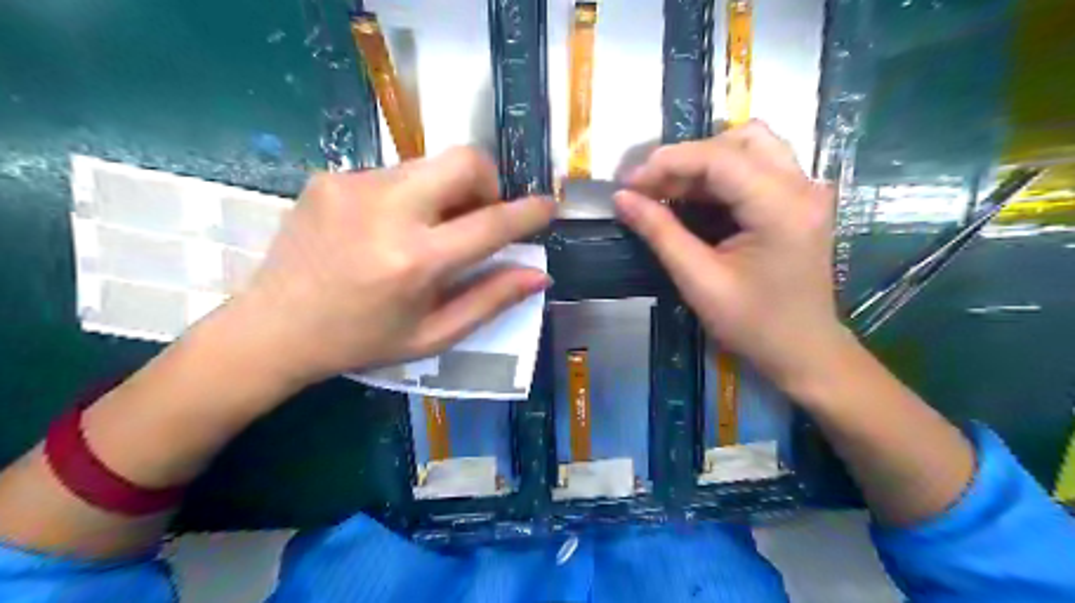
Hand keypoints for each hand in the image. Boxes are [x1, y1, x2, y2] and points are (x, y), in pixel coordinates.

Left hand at [227, 149, 553, 388]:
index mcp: (415, 261)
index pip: (491, 223)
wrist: (272, 328)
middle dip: (487, 182)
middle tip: (478, 216)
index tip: (548, 206)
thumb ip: (490, 300)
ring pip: (429, 164)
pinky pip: (394, 173)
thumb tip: (539, 274)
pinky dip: (409, 195)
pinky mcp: (330, 176)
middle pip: (464, 160)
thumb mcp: (433, 334)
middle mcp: (387, 211)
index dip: (528, 213)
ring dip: (445, 192)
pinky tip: (385, 229)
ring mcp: (353, 186)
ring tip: (426, 230)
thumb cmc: (361, 341)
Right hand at [613, 120, 848, 387]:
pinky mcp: (798, 200)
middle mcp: (801, 186)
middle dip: (687, 158)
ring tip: (667, 190)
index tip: (628, 182)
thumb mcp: (699, 281)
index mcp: (781, 207)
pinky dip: (719, 176)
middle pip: (740, 139)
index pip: (719, 158)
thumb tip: (621, 198)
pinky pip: (756, 167)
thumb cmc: (753, 324)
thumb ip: (660, 233)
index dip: (667, 162)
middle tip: (650, 186)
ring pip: (750, 146)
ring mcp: (805, 190)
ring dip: (704, 162)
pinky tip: (692, 199)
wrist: (803, 351)